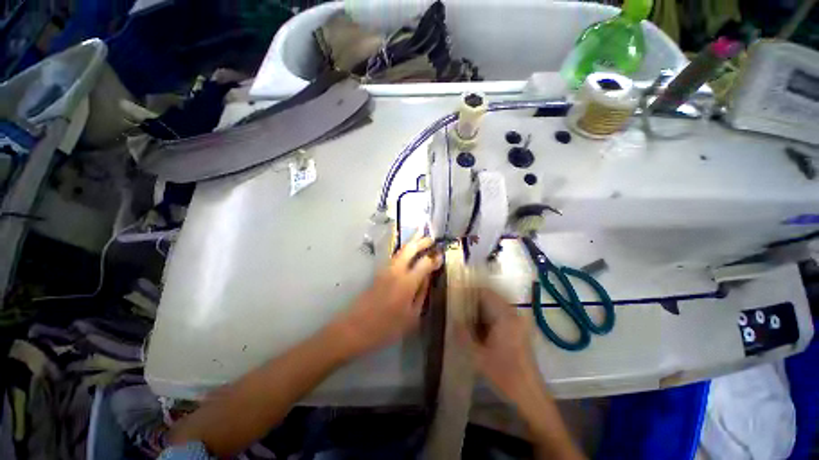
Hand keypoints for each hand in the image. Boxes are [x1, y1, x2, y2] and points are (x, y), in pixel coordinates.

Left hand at [332, 234, 442, 356]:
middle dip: (421, 241)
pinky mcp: (379, 273)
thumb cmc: (386, 327)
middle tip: (431, 238)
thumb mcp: (411, 316)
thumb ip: (421, 294)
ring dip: (411, 243)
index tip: (441, 255)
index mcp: (407, 282)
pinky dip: (404, 251)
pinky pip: (395, 257)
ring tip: (421, 238)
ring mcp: (385, 270)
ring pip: (400, 250)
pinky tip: (408, 252)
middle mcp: (396, 271)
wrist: (355, 328)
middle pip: (409, 248)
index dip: (434, 258)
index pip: (424, 263)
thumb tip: (427, 277)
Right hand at [459, 289, 542, 403]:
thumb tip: (452, 319)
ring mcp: (518, 321)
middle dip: (473, 299)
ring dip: (480, 308)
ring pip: (495, 305)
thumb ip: (463, 335)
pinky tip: (478, 327)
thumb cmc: (504, 375)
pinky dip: (487, 315)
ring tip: (465, 315)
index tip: (455, 295)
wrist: (529, 395)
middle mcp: (513, 314)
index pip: (485, 292)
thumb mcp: (478, 356)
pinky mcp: (519, 329)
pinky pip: (500, 313)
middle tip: (458, 306)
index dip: (469, 291)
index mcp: (505, 317)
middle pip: (490, 296)